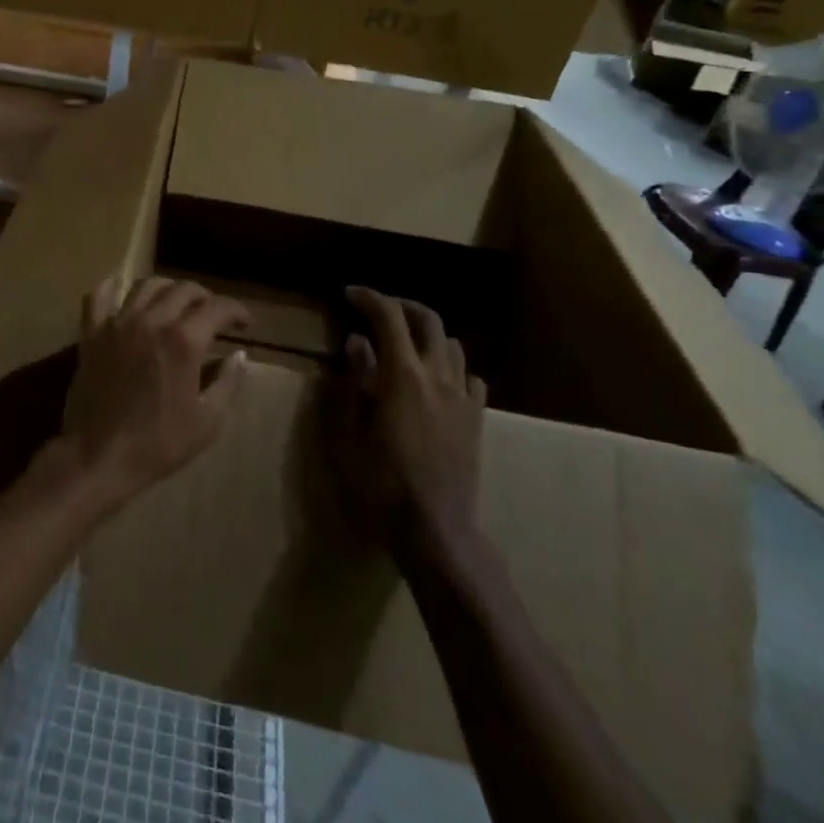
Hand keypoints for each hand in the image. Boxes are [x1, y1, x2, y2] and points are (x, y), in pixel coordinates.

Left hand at [63, 277, 251, 513]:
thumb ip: (227, 382)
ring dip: (167, 289)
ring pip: (145, 286)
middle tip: (211, 315)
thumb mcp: (207, 421)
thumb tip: (239, 355)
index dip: (236, 311)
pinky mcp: (91, 332)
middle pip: (183, 289)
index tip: (244, 323)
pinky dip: (112, 288)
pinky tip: (122, 294)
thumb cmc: (158, 443)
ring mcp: (117, 323)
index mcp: (183, 341)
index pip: (217, 308)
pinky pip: (98, 296)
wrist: (99, 456)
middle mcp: (150, 321)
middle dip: (204, 297)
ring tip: (175, 304)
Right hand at [324, 286, 486, 573]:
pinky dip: (450, 366)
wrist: (435, 528)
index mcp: (402, 374)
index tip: (347, 294)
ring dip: (426, 333)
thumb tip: (357, 344)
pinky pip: (469, 377)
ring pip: (452, 345)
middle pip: (428, 320)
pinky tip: (436, 381)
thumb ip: (354, 381)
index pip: (388, 316)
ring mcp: (462, 398)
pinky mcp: (476, 420)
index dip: (368, 298)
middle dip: (401, 305)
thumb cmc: (380, 481)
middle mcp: (438, 376)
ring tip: (403, 342)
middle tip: (375, 308)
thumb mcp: (349, 431)